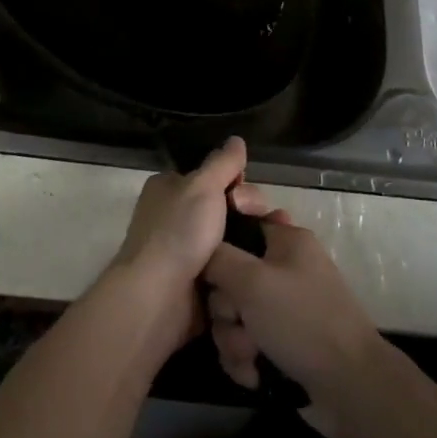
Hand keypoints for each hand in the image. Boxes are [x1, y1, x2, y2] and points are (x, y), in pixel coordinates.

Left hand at [111, 137, 267, 349]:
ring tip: (277, 248)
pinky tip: (265, 269)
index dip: (236, 183)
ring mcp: (187, 251)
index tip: (248, 196)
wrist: (158, 298)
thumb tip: (236, 140)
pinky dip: (244, 268)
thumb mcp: (202, 186)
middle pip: (226, 208)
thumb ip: (222, 163)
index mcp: (169, 189)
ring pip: (232, 240)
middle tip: (265, 222)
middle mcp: (175, 217)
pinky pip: (230, 269)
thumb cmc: (178, 232)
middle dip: (249, 214)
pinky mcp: (199, 282)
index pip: (211, 177)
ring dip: (252, 244)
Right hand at [201, 212, 387, 431]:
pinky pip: (246, 342)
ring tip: (250, 357)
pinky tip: (254, 375)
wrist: (351, 388)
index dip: (220, 247)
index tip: (211, 269)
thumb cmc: (301, 321)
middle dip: (226, 310)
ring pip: (235, 315)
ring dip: (234, 340)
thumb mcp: (252, 281)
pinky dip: (246, 359)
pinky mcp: (283, 343)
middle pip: (230, 278)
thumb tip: (201, 251)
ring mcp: (284, 308)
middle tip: (238, 323)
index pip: (240, 225)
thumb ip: (217, 258)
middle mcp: (284, 269)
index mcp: (286, 241)